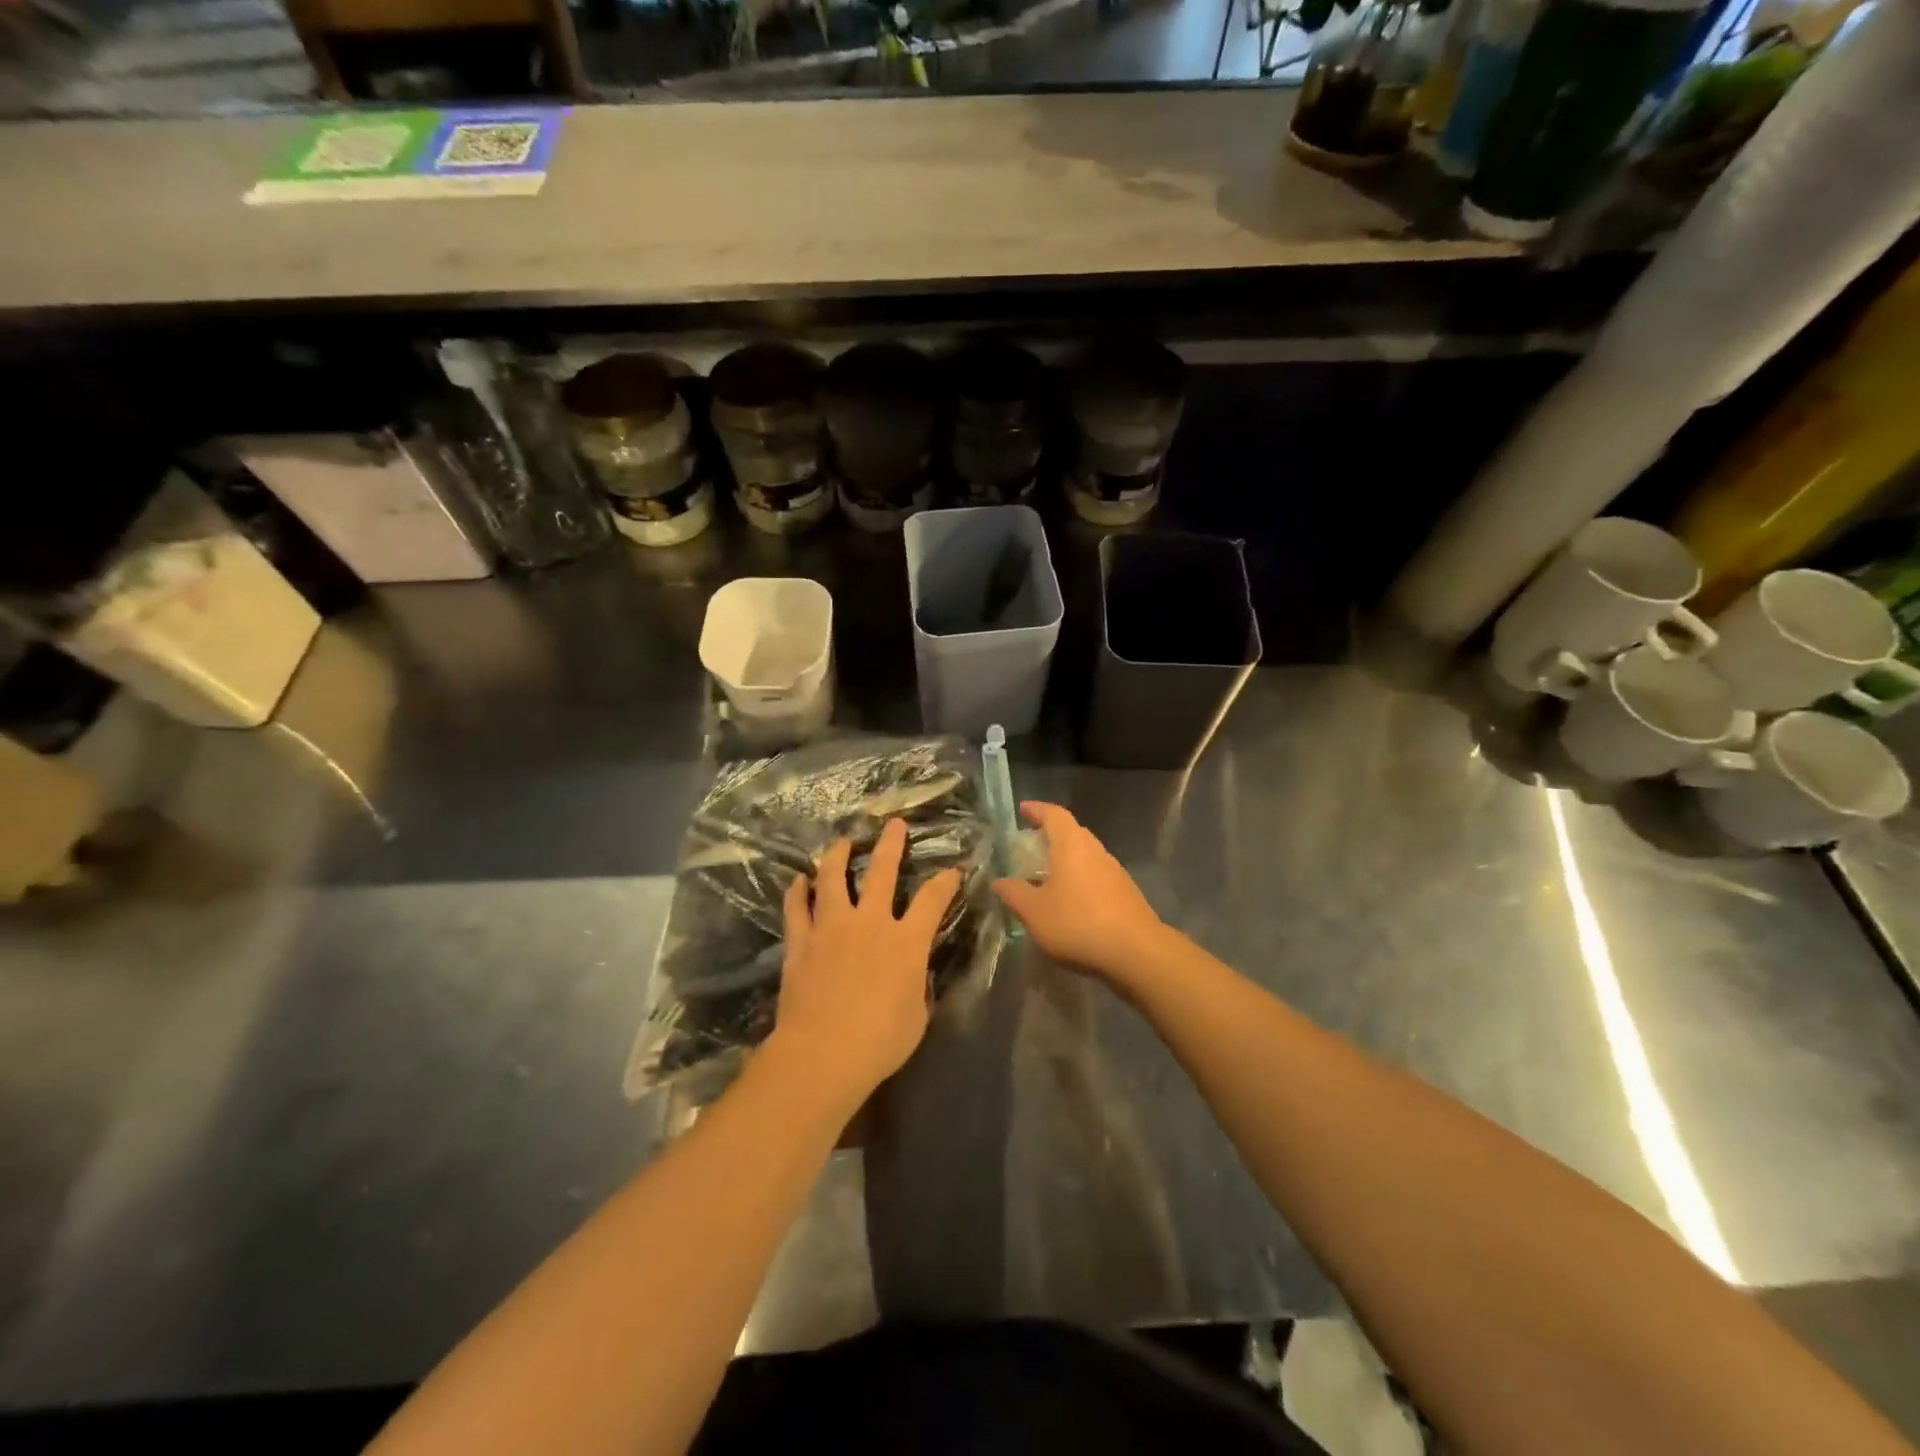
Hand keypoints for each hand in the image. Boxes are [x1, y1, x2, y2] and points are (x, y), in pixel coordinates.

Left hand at [767, 817, 962, 1109]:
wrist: (823, 1053)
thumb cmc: (880, 1041)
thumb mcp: (917, 1016)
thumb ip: (917, 985)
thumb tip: (914, 973)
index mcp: (906, 941)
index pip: (933, 900)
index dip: (946, 881)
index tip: (953, 870)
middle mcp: (870, 922)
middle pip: (882, 872)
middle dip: (891, 845)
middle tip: (894, 825)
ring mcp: (832, 927)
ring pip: (832, 879)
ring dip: (838, 856)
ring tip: (841, 843)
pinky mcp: (801, 941)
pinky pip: (797, 908)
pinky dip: (797, 891)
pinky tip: (798, 880)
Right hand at [991, 802, 1168, 981]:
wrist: (1136, 952)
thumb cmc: (1077, 923)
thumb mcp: (1034, 912)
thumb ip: (1014, 894)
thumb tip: (999, 881)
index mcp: (1071, 845)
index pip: (1054, 814)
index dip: (1037, 810)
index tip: (1023, 810)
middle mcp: (1095, 851)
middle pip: (1073, 832)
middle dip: (1051, 834)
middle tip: (1031, 845)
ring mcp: (1114, 871)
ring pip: (1087, 855)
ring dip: (1067, 859)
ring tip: (1047, 875)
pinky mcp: (1126, 893)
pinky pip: (1097, 875)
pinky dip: (1080, 879)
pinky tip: (1071, 901)